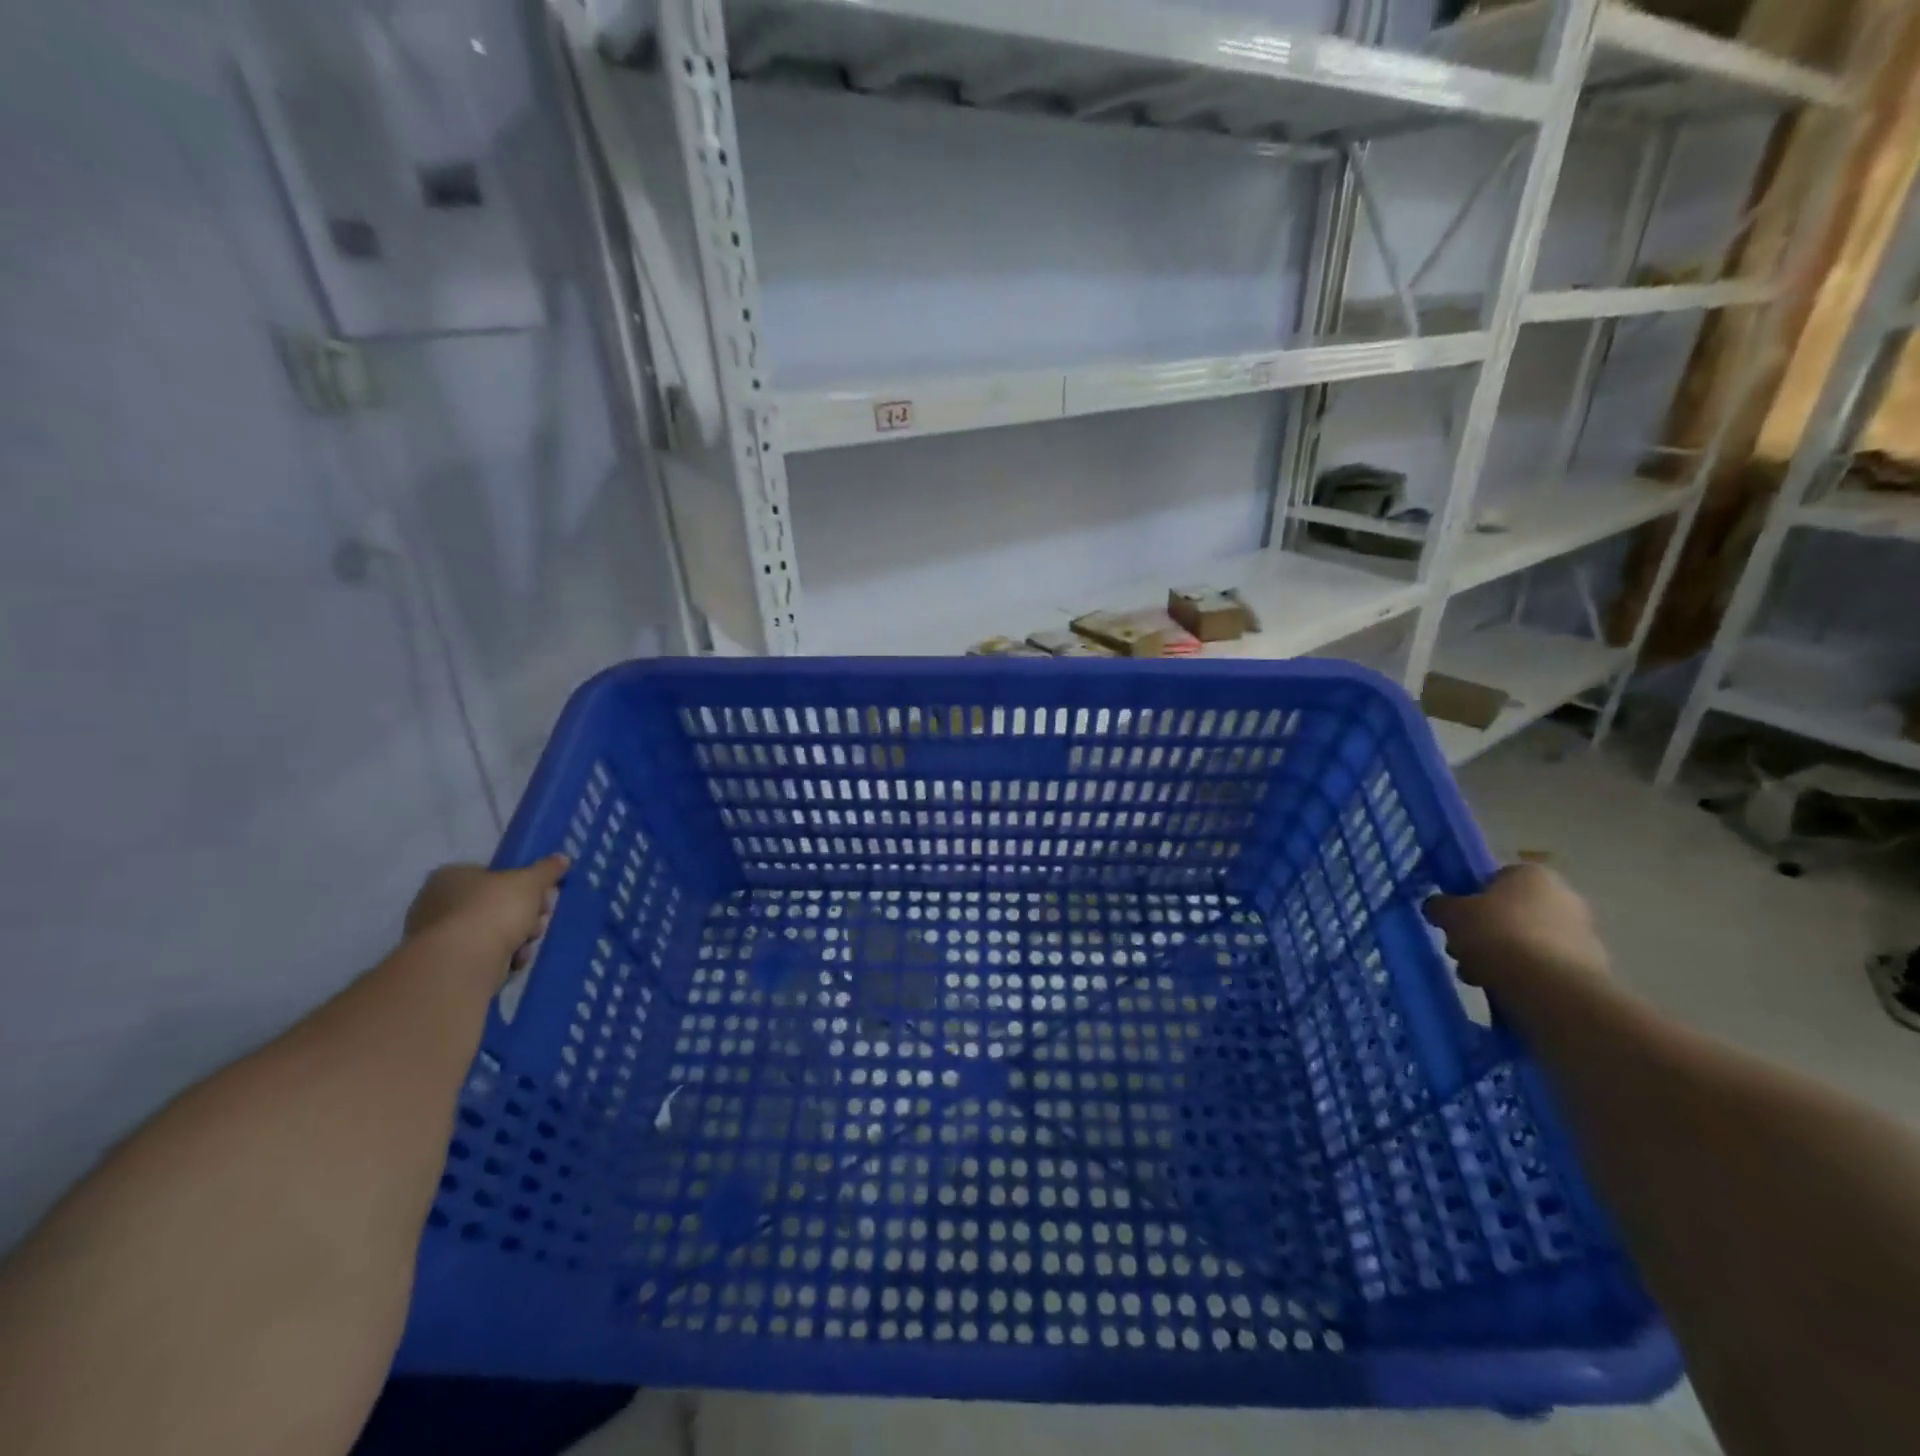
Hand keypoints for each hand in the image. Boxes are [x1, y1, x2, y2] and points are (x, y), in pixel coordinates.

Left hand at [404, 855, 568, 969]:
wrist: (464, 961)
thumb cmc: (494, 910)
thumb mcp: (530, 882)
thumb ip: (547, 869)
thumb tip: (562, 858)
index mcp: (452, 876)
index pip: (494, 875)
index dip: (523, 885)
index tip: (543, 896)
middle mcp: (438, 903)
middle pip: (497, 904)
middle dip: (525, 913)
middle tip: (539, 919)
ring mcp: (439, 936)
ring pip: (494, 931)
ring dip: (519, 936)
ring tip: (527, 943)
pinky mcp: (447, 964)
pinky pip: (485, 954)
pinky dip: (503, 956)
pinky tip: (514, 960)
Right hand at [1424, 863, 1609, 1002]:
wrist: (1550, 988)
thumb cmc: (1496, 935)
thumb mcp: (1450, 914)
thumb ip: (1440, 906)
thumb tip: (1438, 907)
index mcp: (1532, 874)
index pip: (1493, 880)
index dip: (1470, 900)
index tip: (1457, 921)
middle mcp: (1564, 896)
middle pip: (1510, 912)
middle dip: (1485, 932)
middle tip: (1462, 951)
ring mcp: (1583, 933)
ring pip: (1526, 941)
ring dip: (1502, 956)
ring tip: (1478, 976)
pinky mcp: (1590, 968)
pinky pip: (1545, 966)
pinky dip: (1525, 976)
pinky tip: (1505, 989)